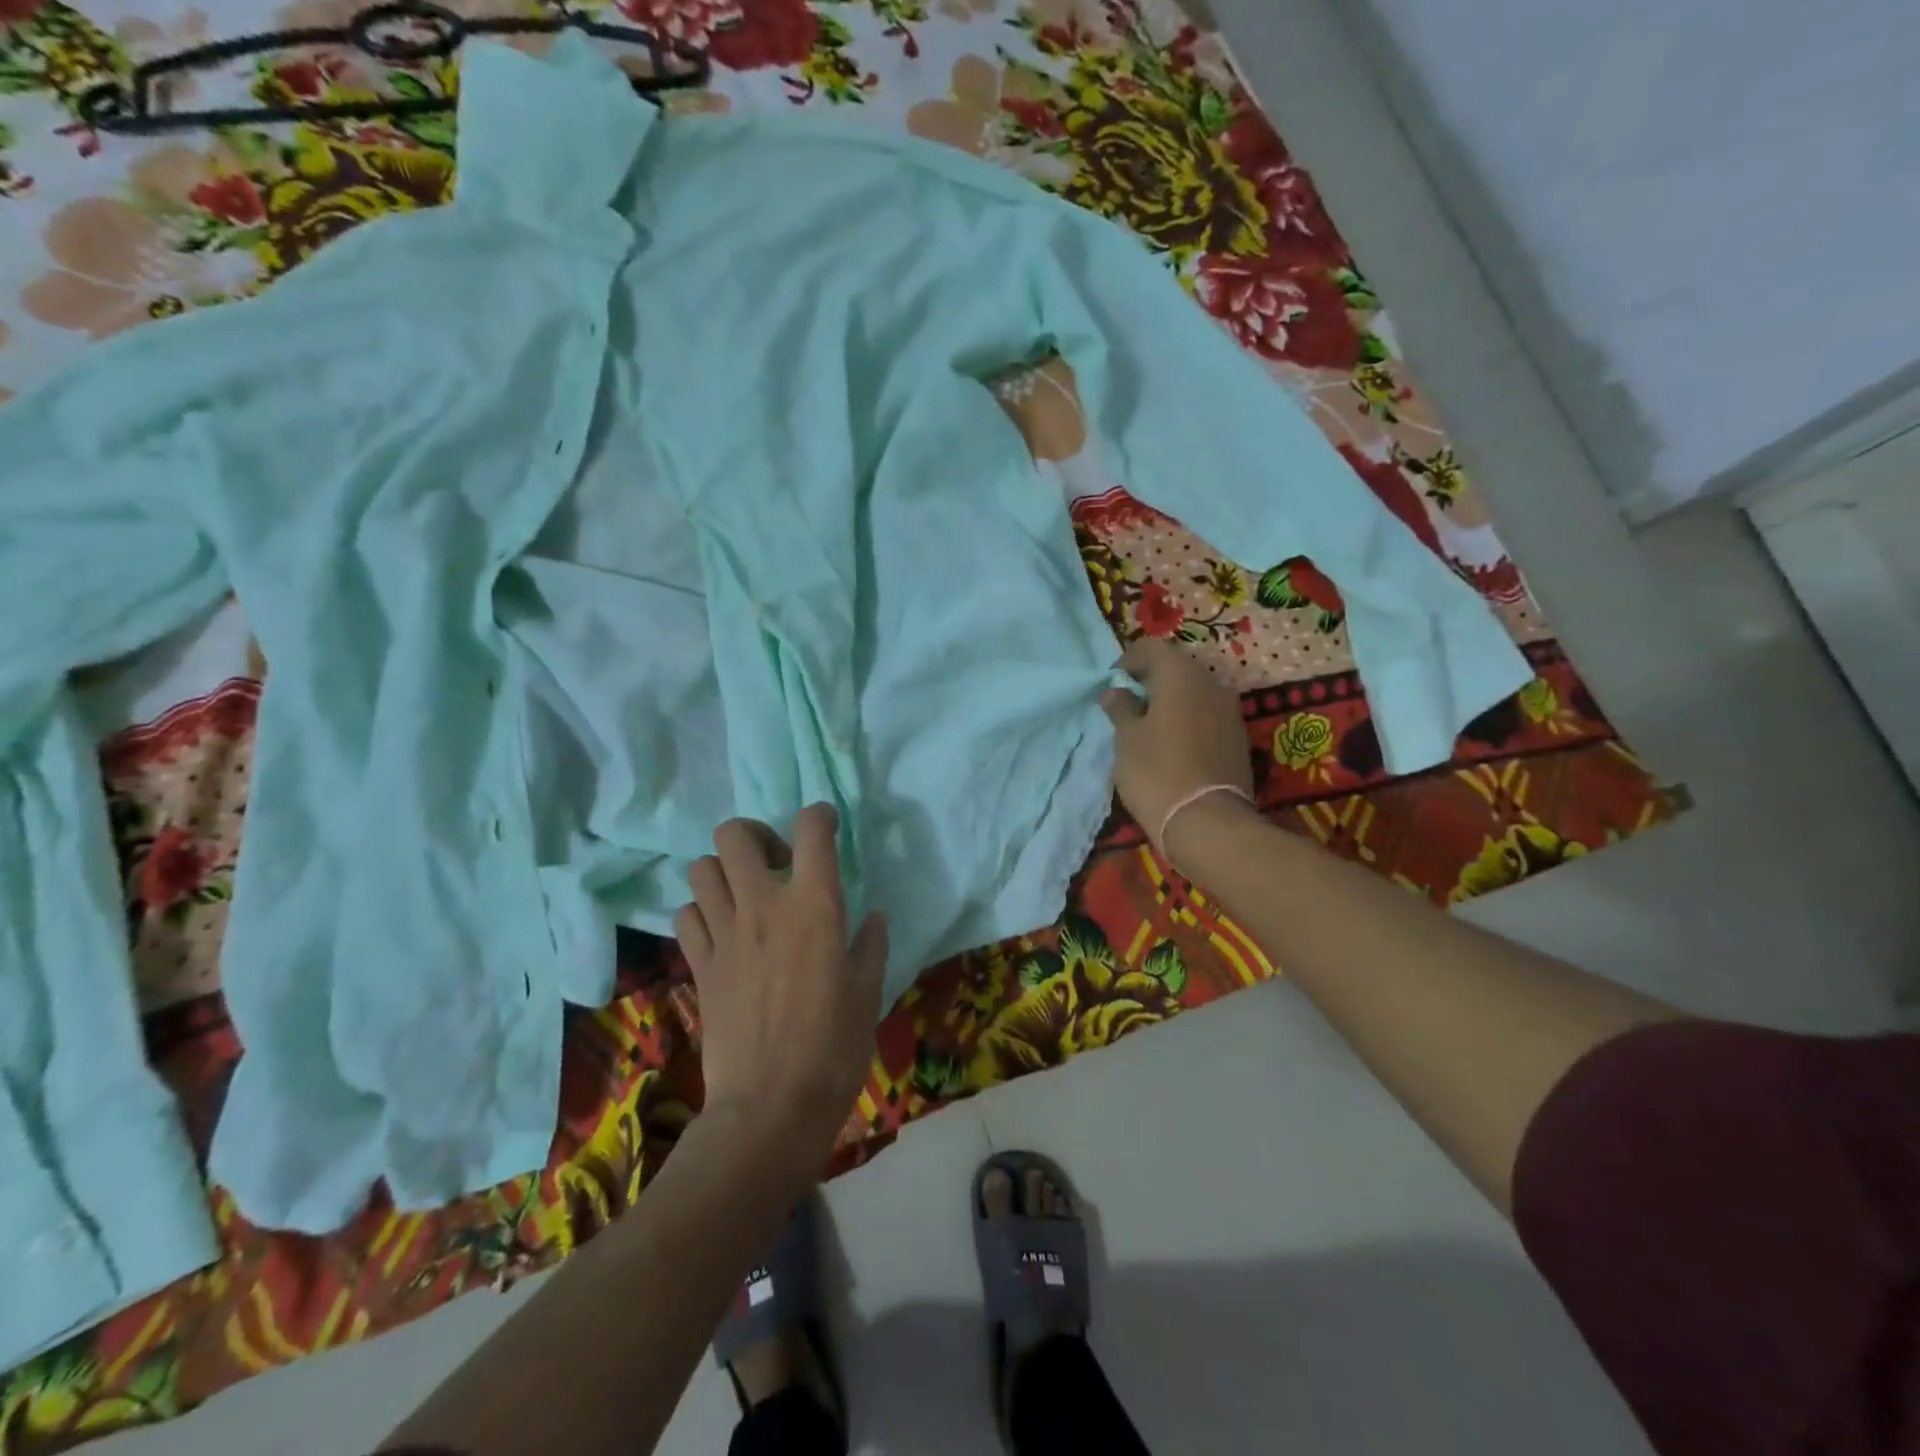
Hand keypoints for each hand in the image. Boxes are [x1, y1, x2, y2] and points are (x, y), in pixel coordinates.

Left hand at [675, 804, 888, 1165]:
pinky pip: (687, 915)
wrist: (771, 1107)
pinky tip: (722, 931)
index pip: (811, 829)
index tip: (826, 827)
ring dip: (723, 872)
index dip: (819, 815)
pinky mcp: (699, 964)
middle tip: (775, 862)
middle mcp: (763, 905)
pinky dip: (702, 911)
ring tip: (745, 895)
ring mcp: (724, 934)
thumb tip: (874, 917)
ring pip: (701, 869)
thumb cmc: (834, 1048)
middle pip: (734, 834)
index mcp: (814, 905)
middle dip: (754, 834)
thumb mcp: (868, 992)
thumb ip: (871, 945)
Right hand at [1101, 638, 1256, 867]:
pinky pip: (1207, 715)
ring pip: (1194, 692)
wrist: (1208, 823)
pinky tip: (1173, 746)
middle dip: (1151, 681)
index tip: (1113, 686)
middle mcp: (1211, 683)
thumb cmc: (1157, 773)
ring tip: (1149, 728)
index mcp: (1181, 675)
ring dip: (1171, 701)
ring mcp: (1230, 710)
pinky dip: (1188, 720)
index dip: (1128, 661)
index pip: (1152, 647)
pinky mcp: (1238, 737)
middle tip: (1128, 706)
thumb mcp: (1126, 739)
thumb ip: (1121, 708)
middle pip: (1176, 668)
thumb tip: (1116, 692)